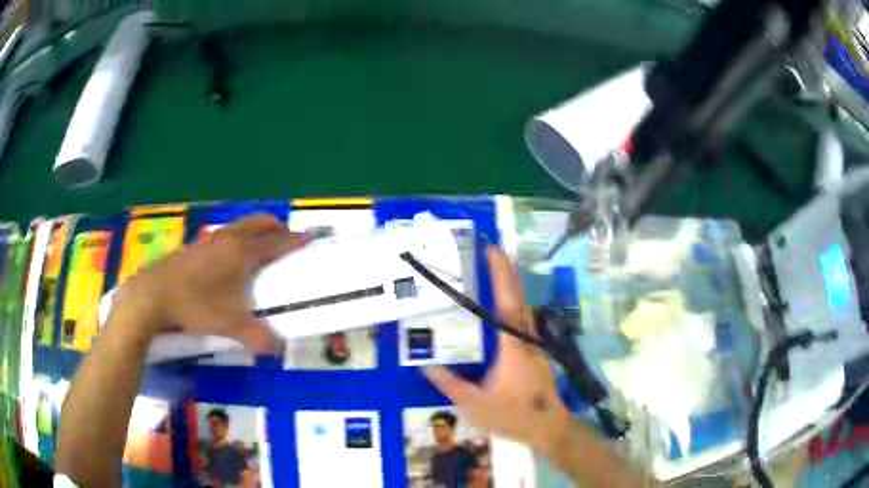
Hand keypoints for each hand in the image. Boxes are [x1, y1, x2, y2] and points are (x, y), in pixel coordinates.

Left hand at [113, 214, 310, 353]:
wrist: (154, 294)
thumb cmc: (197, 305)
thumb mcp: (231, 327)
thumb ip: (259, 338)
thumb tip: (278, 350)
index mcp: (243, 252)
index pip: (277, 241)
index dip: (296, 239)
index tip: (310, 238)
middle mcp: (229, 238)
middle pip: (260, 222)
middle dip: (277, 228)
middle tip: (286, 242)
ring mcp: (211, 239)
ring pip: (241, 225)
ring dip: (256, 231)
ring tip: (260, 250)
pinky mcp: (196, 245)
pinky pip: (225, 234)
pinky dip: (237, 238)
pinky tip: (229, 261)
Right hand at [424, 246, 571, 452]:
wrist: (548, 428)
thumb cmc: (513, 415)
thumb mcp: (475, 404)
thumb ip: (450, 385)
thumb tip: (426, 366)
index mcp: (511, 346)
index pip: (505, 302)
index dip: (500, 275)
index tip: (492, 251)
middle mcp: (526, 339)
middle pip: (518, 298)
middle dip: (507, 271)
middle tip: (492, 251)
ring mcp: (534, 345)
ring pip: (524, 307)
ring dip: (512, 286)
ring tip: (496, 271)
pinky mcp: (536, 352)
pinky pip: (523, 320)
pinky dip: (514, 304)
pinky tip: (504, 308)